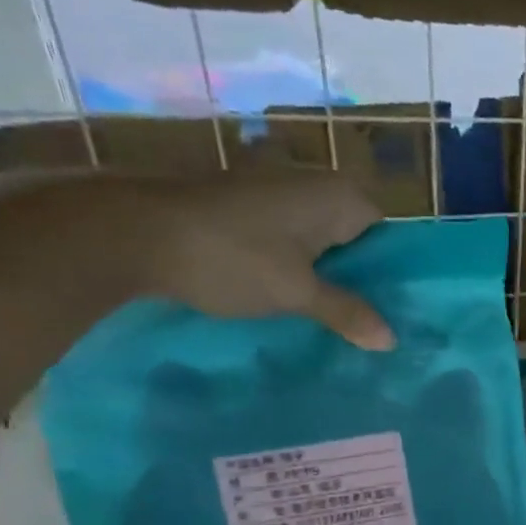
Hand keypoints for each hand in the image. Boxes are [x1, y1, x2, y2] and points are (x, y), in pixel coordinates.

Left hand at [55, 172, 395, 349]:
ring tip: (336, 318)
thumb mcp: (298, 293)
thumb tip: (391, 341)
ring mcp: (273, 191)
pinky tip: (292, 298)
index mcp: (336, 195)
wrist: (132, 233)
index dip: (391, 271)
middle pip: (354, 236)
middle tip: (369, 321)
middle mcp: (310, 183)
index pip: (386, 233)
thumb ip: (347, 313)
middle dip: (359, 276)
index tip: (393, 309)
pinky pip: (288, 238)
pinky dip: (294, 265)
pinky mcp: (243, 204)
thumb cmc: (232, 257)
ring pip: (319, 239)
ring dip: (326, 273)